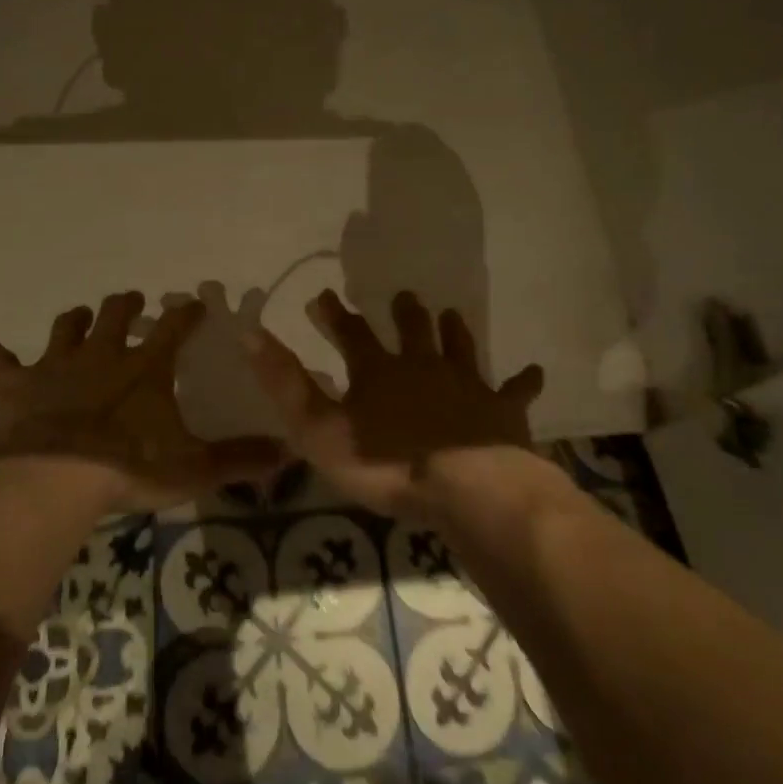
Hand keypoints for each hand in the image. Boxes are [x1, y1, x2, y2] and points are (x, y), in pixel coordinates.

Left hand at [0, 291, 280, 511]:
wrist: (51, 477)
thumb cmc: (127, 468)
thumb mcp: (193, 468)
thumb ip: (239, 459)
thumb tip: (288, 453)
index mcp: (145, 368)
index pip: (174, 328)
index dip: (187, 312)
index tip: (196, 301)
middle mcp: (102, 355)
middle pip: (115, 314)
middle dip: (126, 304)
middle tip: (133, 298)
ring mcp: (56, 366)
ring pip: (66, 328)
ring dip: (74, 321)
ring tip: (80, 317)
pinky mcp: (17, 385)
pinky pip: (2, 363)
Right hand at [244, 288, 545, 517]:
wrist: (466, 487)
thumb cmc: (385, 462)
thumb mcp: (319, 427)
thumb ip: (285, 383)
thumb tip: (248, 332)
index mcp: (378, 371)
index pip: (350, 333)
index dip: (334, 315)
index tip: (323, 296)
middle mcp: (423, 366)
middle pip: (412, 330)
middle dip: (404, 313)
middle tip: (404, 296)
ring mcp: (466, 385)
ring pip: (459, 348)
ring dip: (453, 331)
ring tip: (450, 314)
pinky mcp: (502, 410)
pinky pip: (515, 390)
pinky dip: (523, 381)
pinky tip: (533, 371)